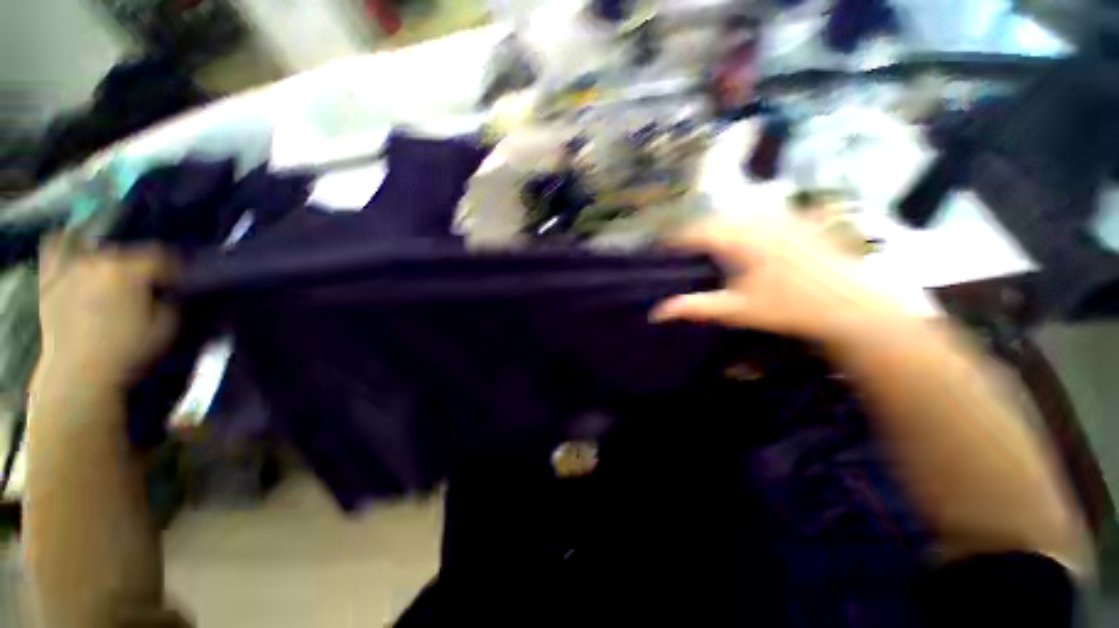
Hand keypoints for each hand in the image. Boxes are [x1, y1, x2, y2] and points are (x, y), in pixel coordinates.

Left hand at [34, 237, 179, 392]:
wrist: (79, 375)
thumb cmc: (128, 352)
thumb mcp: (165, 328)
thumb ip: (170, 301)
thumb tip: (169, 290)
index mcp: (130, 270)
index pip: (162, 257)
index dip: (177, 269)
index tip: (183, 281)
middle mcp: (98, 260)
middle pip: (128, 253)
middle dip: (142, 267)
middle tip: (151, 285)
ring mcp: (70, 267)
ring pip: (96, 251)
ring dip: (111, 262)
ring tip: (118, 277)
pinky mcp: (50, 279)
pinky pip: (55, 248)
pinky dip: (66, 245)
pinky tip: (74, 247)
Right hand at [650, 213, 909, 344]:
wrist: (851, 304)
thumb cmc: (789, 308)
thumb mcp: (736, 310)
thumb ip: (694, 307)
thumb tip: (655, 313)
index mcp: (738, 239)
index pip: (695, 232)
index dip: (675, 240)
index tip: (661, 250)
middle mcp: (757, 219)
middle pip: (714, 218)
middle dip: (695, 232)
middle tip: (683, 249)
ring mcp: (780, 215)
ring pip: (736, 211)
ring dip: (719, 224)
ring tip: (709, 242)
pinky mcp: (797, 218)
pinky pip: (761, 210)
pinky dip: (744, 220)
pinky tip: (745, 236)